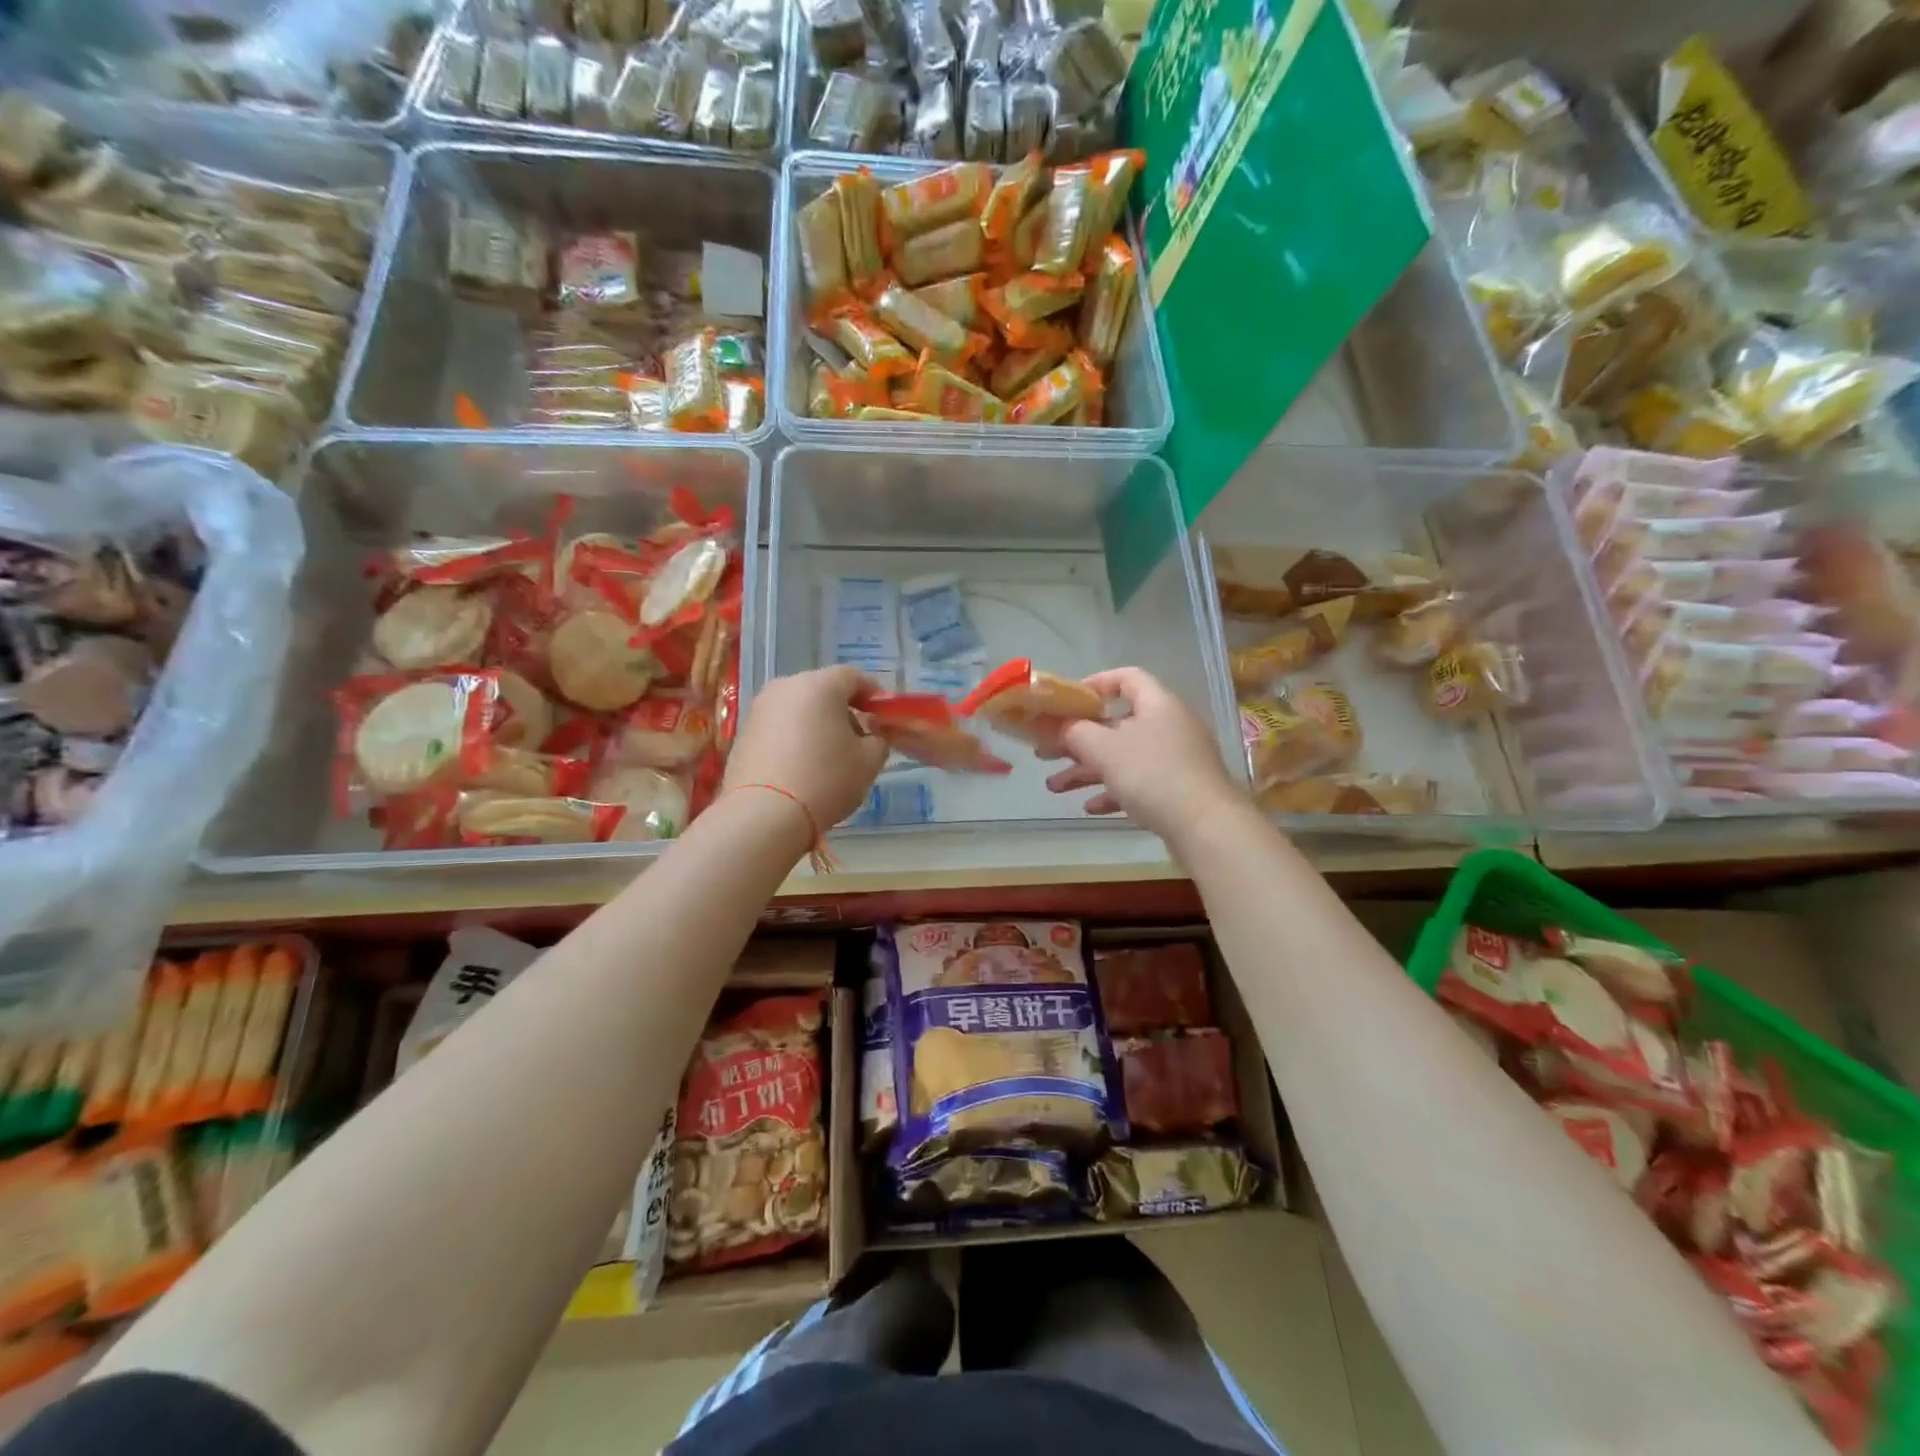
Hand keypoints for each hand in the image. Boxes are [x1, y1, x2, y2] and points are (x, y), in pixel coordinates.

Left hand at [724, 666, 887, 833]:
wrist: (763, 814)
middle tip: (857, 739)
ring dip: (816, 724)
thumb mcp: (869, 762)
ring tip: (828, 756)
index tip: (882, 717)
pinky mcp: (743, 732)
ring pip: (799, 708)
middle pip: (823, 690)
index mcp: (820, 685)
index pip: (853, 677)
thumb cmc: (825, 780)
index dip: (873, 695)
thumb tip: (869, 735)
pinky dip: (794, 738)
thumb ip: (878, 740)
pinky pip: (779, 726)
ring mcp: (760, 708)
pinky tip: (801, 766)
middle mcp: (786, 686)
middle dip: (843, 710)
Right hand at [1041, 667, 1241, 843]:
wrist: (1206, 827)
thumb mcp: (1104, 749)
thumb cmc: (1152, 775)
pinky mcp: (1178, 789)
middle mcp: (1169, 725)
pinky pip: (1138, 782)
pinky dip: (1112, 790)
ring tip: (1054, 787)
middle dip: (1077, 739)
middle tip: (1045, 751)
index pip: (1126, 677)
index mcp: (1157, 704)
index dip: (1094, 684)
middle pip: (1116, 723)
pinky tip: (1090, 806)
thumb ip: (1074, 731)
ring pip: (1123, 756)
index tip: (1065, 702)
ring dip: (1087, 770)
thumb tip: (1058, 725)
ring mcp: (1176, 759)